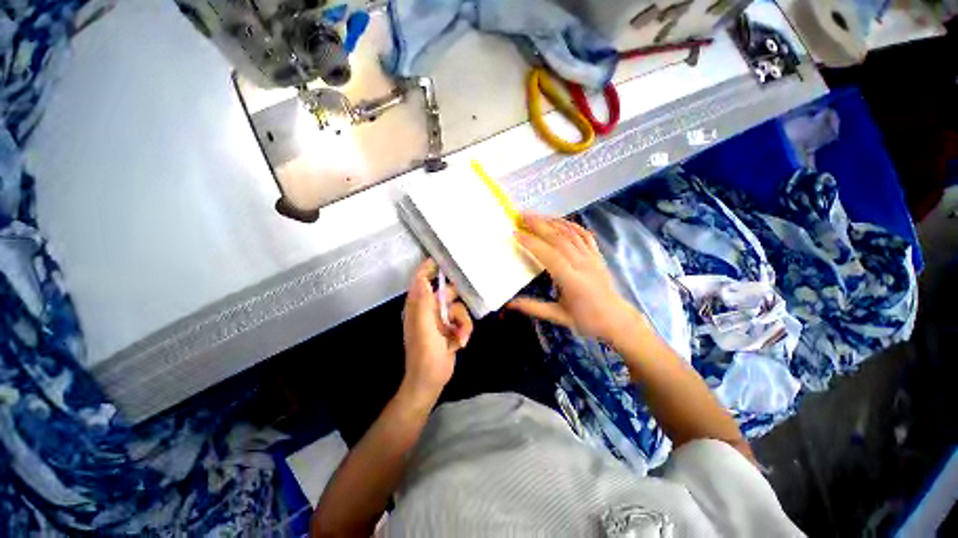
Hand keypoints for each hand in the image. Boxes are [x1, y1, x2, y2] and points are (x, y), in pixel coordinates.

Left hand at [402, 259, 472, 398]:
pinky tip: (461, 342)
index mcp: (418, 306)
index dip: (429, 267)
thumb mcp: (423, 328)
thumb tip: (421, 279)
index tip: (443, 257)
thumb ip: (422, 304)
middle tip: (464, 300)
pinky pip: (463, 320)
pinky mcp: (450, 328)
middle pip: (446, 292)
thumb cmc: (425, 354)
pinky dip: (464, 330)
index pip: (421, 280)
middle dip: (456, 299)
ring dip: (463, 321)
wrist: (432, 380)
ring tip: (460, 336)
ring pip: (458, 308)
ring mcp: (440, 319)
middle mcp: (429, 309)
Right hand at [508, 213, 638, 342]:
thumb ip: (534, 307)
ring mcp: (592, 257)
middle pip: (559, 239)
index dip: (532, 243)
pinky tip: (559, 220)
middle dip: (539, 225)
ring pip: (571, 234)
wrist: (617, 319)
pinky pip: (584, 234)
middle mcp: (583, 265)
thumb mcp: (559, 317)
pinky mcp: (597, 254)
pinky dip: (570, 224)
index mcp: (572, 281)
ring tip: (535, 215)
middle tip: (521, 216)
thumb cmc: (587, 320)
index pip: (550, 256)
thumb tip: (509, 304)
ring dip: (552, 221)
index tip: (516, 234)